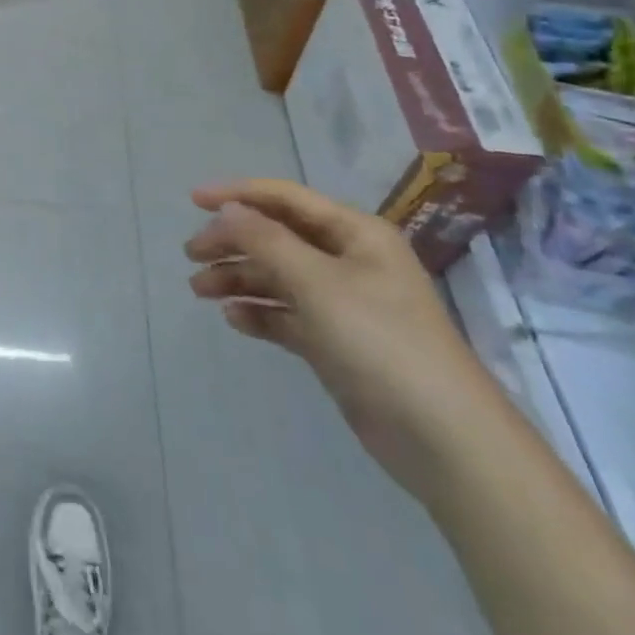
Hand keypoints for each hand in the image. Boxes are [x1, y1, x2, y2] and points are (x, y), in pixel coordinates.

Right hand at [185, 179, 506, 498]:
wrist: (444, 440)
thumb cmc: (380, 342)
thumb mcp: (316, 282)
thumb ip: (265, 240)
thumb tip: (227, 210)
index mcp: (355, 233)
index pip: (285, 198)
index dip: (236, 194)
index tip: (193, 201)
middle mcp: (349, 260)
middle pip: (276, 236)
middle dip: (232, 241)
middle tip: (191, 256)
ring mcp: (343, 303)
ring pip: (277, 276)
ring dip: (238, 278)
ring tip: (200, 291)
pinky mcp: (336, 342)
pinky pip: (286, 314)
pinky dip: (259, 313)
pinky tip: (234, 319)